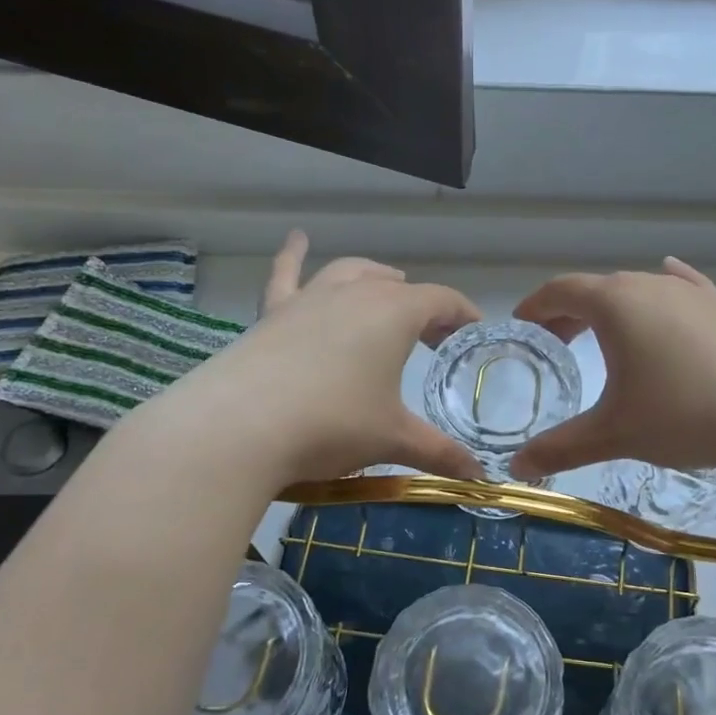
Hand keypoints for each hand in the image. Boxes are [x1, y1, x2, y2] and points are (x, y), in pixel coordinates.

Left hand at [133, 231, 484, 484]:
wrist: (238, 428)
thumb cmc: (331, 425)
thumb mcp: (392, 439)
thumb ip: (439, 453)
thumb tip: (477, 476)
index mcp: (393, 313)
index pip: (442, 301)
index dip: (463, 315)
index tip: (474, 333)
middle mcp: (353, 293)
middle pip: (398, 287)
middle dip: (422, 306)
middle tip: (433, 336)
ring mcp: (308, 298)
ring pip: (350, 272)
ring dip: (375, 277)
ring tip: (388, 285)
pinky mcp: (271, 313)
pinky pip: (285, 274)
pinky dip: (294, 255)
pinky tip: (297, 238)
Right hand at [509, 257, 715, 479]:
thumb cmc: (684, 414)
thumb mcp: (615, 433)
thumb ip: (561, 448)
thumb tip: (517, 469)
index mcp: (616, 303)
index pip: (560, 290)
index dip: (535, 307)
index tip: (521, 327)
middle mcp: (651, 285)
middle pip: (597, 288)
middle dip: (569, 313)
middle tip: (554, 343)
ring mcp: (692, 294)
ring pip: (639, 291)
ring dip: (612, 309)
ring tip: (602, 336)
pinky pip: (683, 290)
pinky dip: (664, 291)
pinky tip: (670, 277)